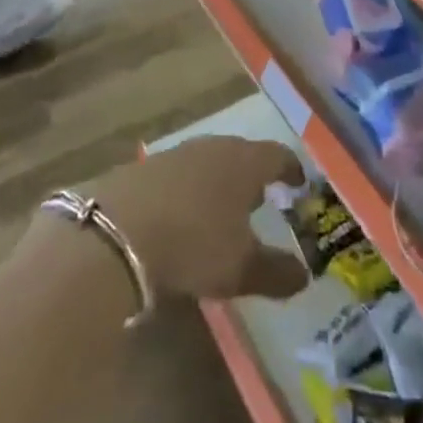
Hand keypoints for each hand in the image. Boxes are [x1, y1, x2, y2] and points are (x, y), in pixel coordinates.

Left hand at [84, 136, 309, 302]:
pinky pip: (182, 173)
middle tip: (262, 200)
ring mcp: (179, 152)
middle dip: (254, 175)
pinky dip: (191, 190)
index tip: (299, 183)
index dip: (291, 169)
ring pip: (210, 161)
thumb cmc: (194, 243)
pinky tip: (185, 215)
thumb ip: (276, 272)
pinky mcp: (148, 166)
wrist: (119, 231)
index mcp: (245, 162)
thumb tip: (303, 275)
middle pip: (243, 154)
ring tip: (223, 209)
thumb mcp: (241, 268)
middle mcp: (215, 147)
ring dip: (220, 182)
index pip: (278, 155)